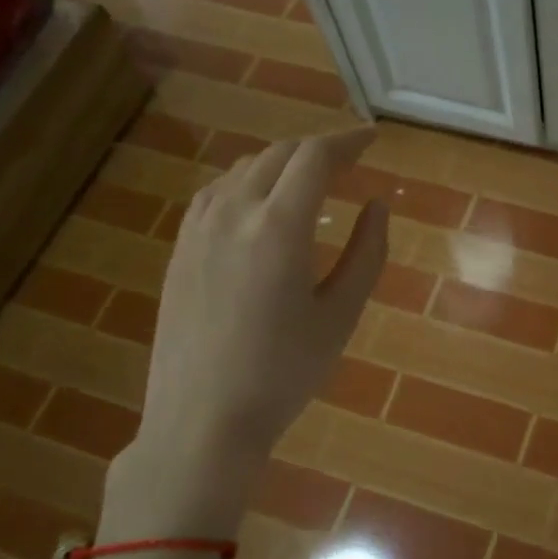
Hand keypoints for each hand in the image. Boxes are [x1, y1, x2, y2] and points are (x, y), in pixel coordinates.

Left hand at [107, 130, 386, 541]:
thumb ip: (367, 252)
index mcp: (278, 227)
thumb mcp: (341, 314)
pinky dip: (248, 181)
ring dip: (282, 163)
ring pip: (244, 169)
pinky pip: (217, 192)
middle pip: (279, 154)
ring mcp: (198, 229)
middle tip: (350, 159)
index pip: (315, 157)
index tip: (373, 138)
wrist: (202, 420)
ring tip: (311, 179)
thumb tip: (378, 204)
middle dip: (319, 148)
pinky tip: (260, 204)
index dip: (348, 140)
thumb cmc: (285, 372)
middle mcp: (233, 213)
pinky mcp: (179, 249)